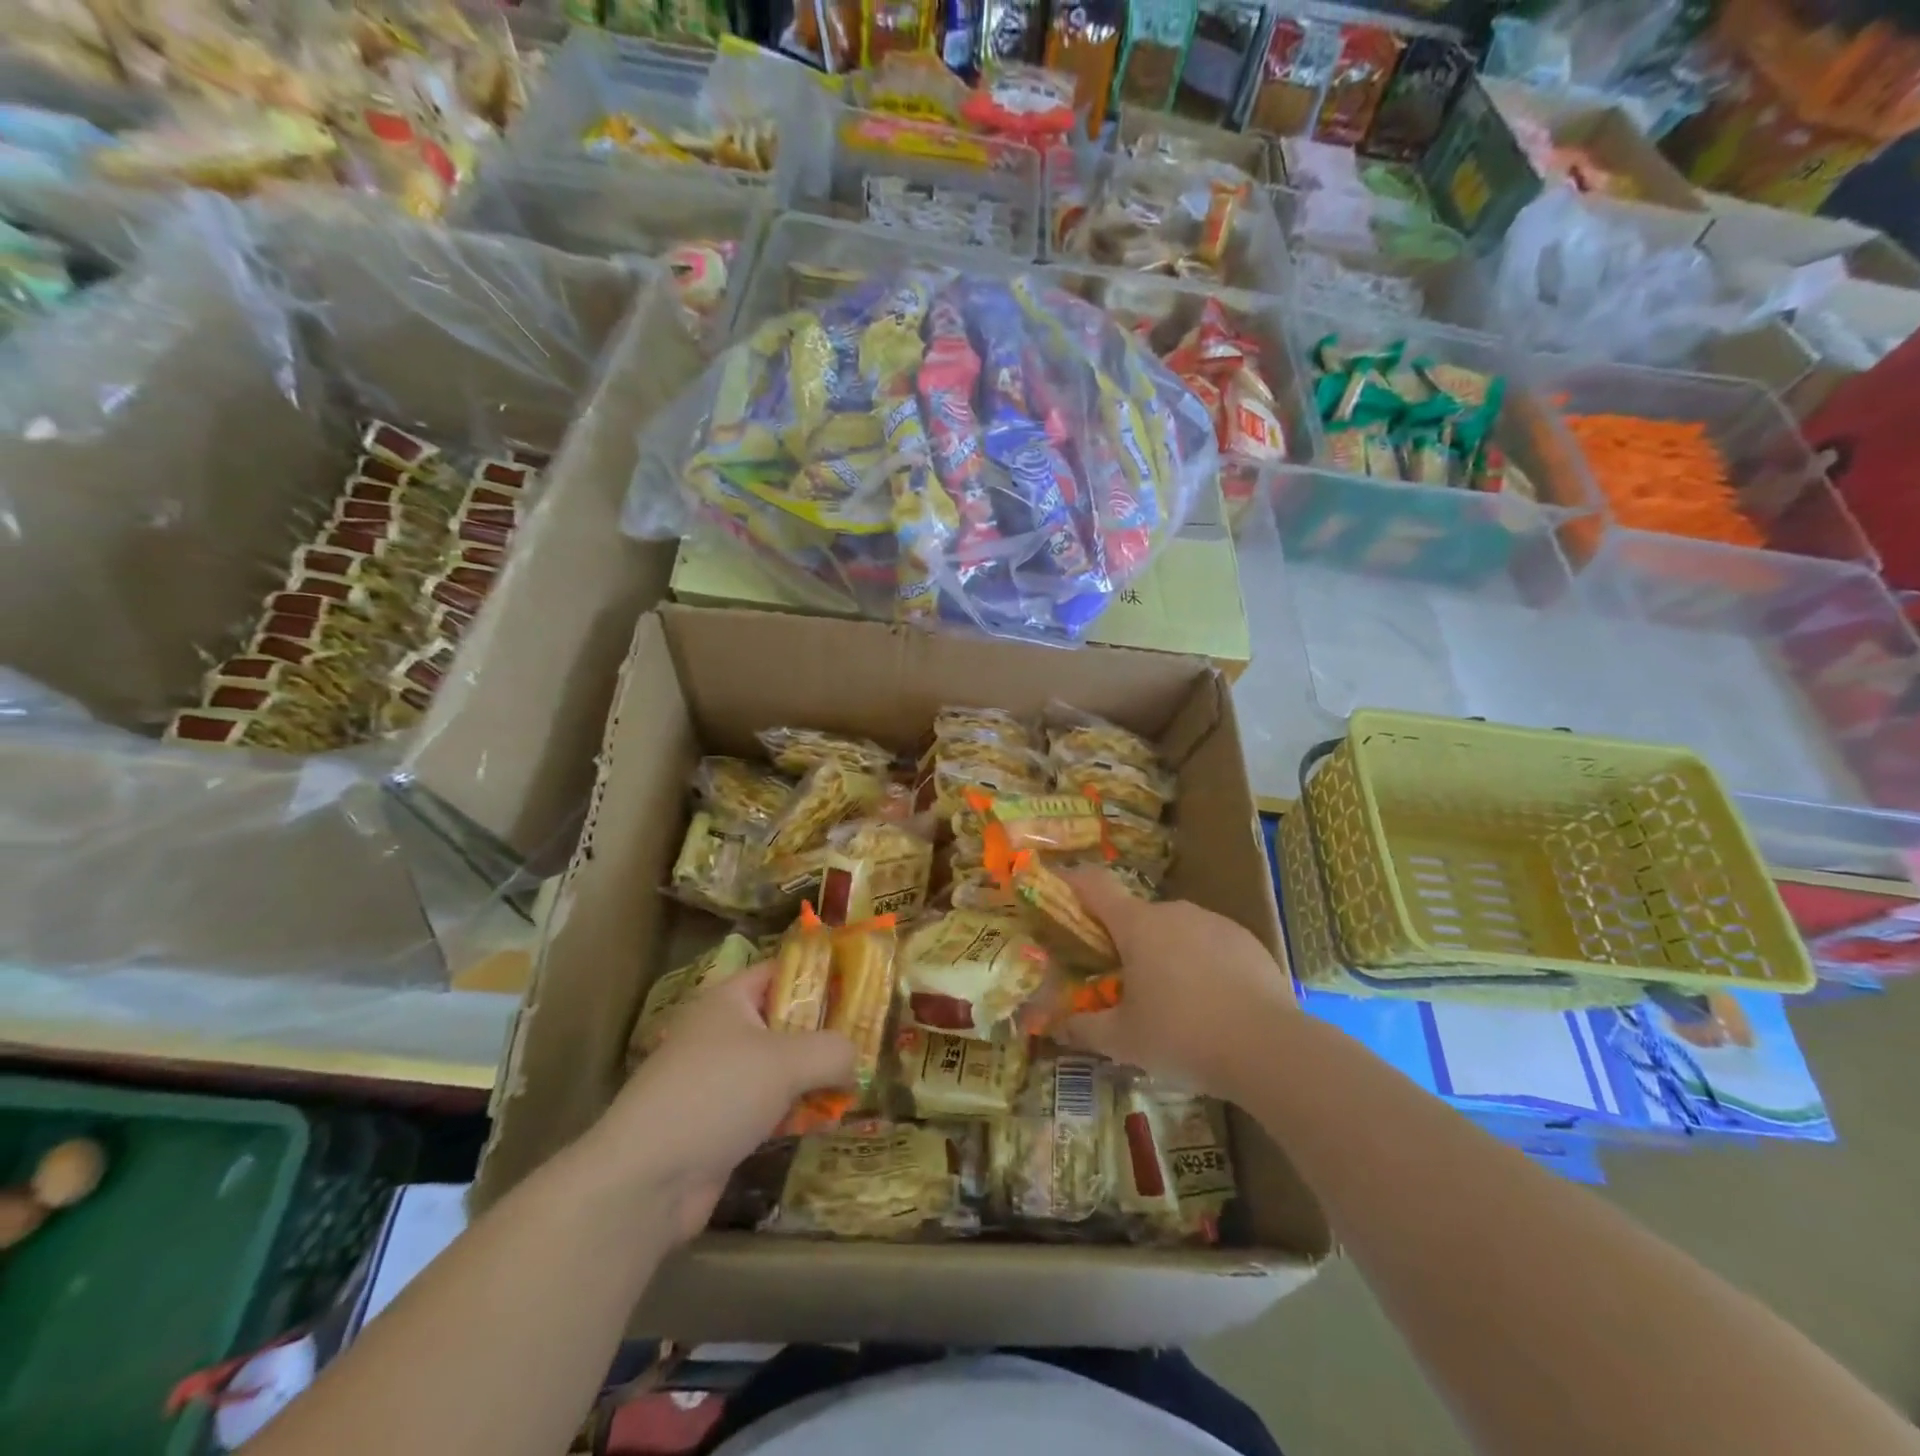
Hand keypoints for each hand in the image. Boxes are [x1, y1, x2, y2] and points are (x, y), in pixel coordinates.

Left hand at [587, 963, 854, 1241]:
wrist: (647, 1180)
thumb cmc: (717, 1094)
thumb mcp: (786, 1061)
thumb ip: (832, 1051)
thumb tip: (854, 1061)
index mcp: (729, 1000)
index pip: (782, 971)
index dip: (820, 974)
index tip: (861, 986)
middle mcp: (723, 1032)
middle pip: (785, 1020)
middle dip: (826, 1031)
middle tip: (869, 1038)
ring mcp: (720, 1079)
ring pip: (780, 1067)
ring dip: (814, 1076)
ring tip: (857, 1082)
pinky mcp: (721, 1123)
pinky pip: (770, 1105)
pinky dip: (796, 1110)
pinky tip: (828, 1122)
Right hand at [1056, 869, 1295, 1100]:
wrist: (1270, 1049)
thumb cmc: (1183, 1036)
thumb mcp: (1124, 1041)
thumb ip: (1084, 1029)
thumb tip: (1055, 1027)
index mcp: (1137, 925)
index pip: (1095, 886)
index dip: (1073, 882)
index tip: (1059, 885)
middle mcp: (1174, 912)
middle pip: (1137, 915)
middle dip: (1124, 939)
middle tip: (1121, 977)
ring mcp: (1214, 922)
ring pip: (1176, 929)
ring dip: (1164, 952)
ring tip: (1171, 998)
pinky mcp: (1247, 940)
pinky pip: (1210, 943)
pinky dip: (1201, 962)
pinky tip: (1211, 1001)